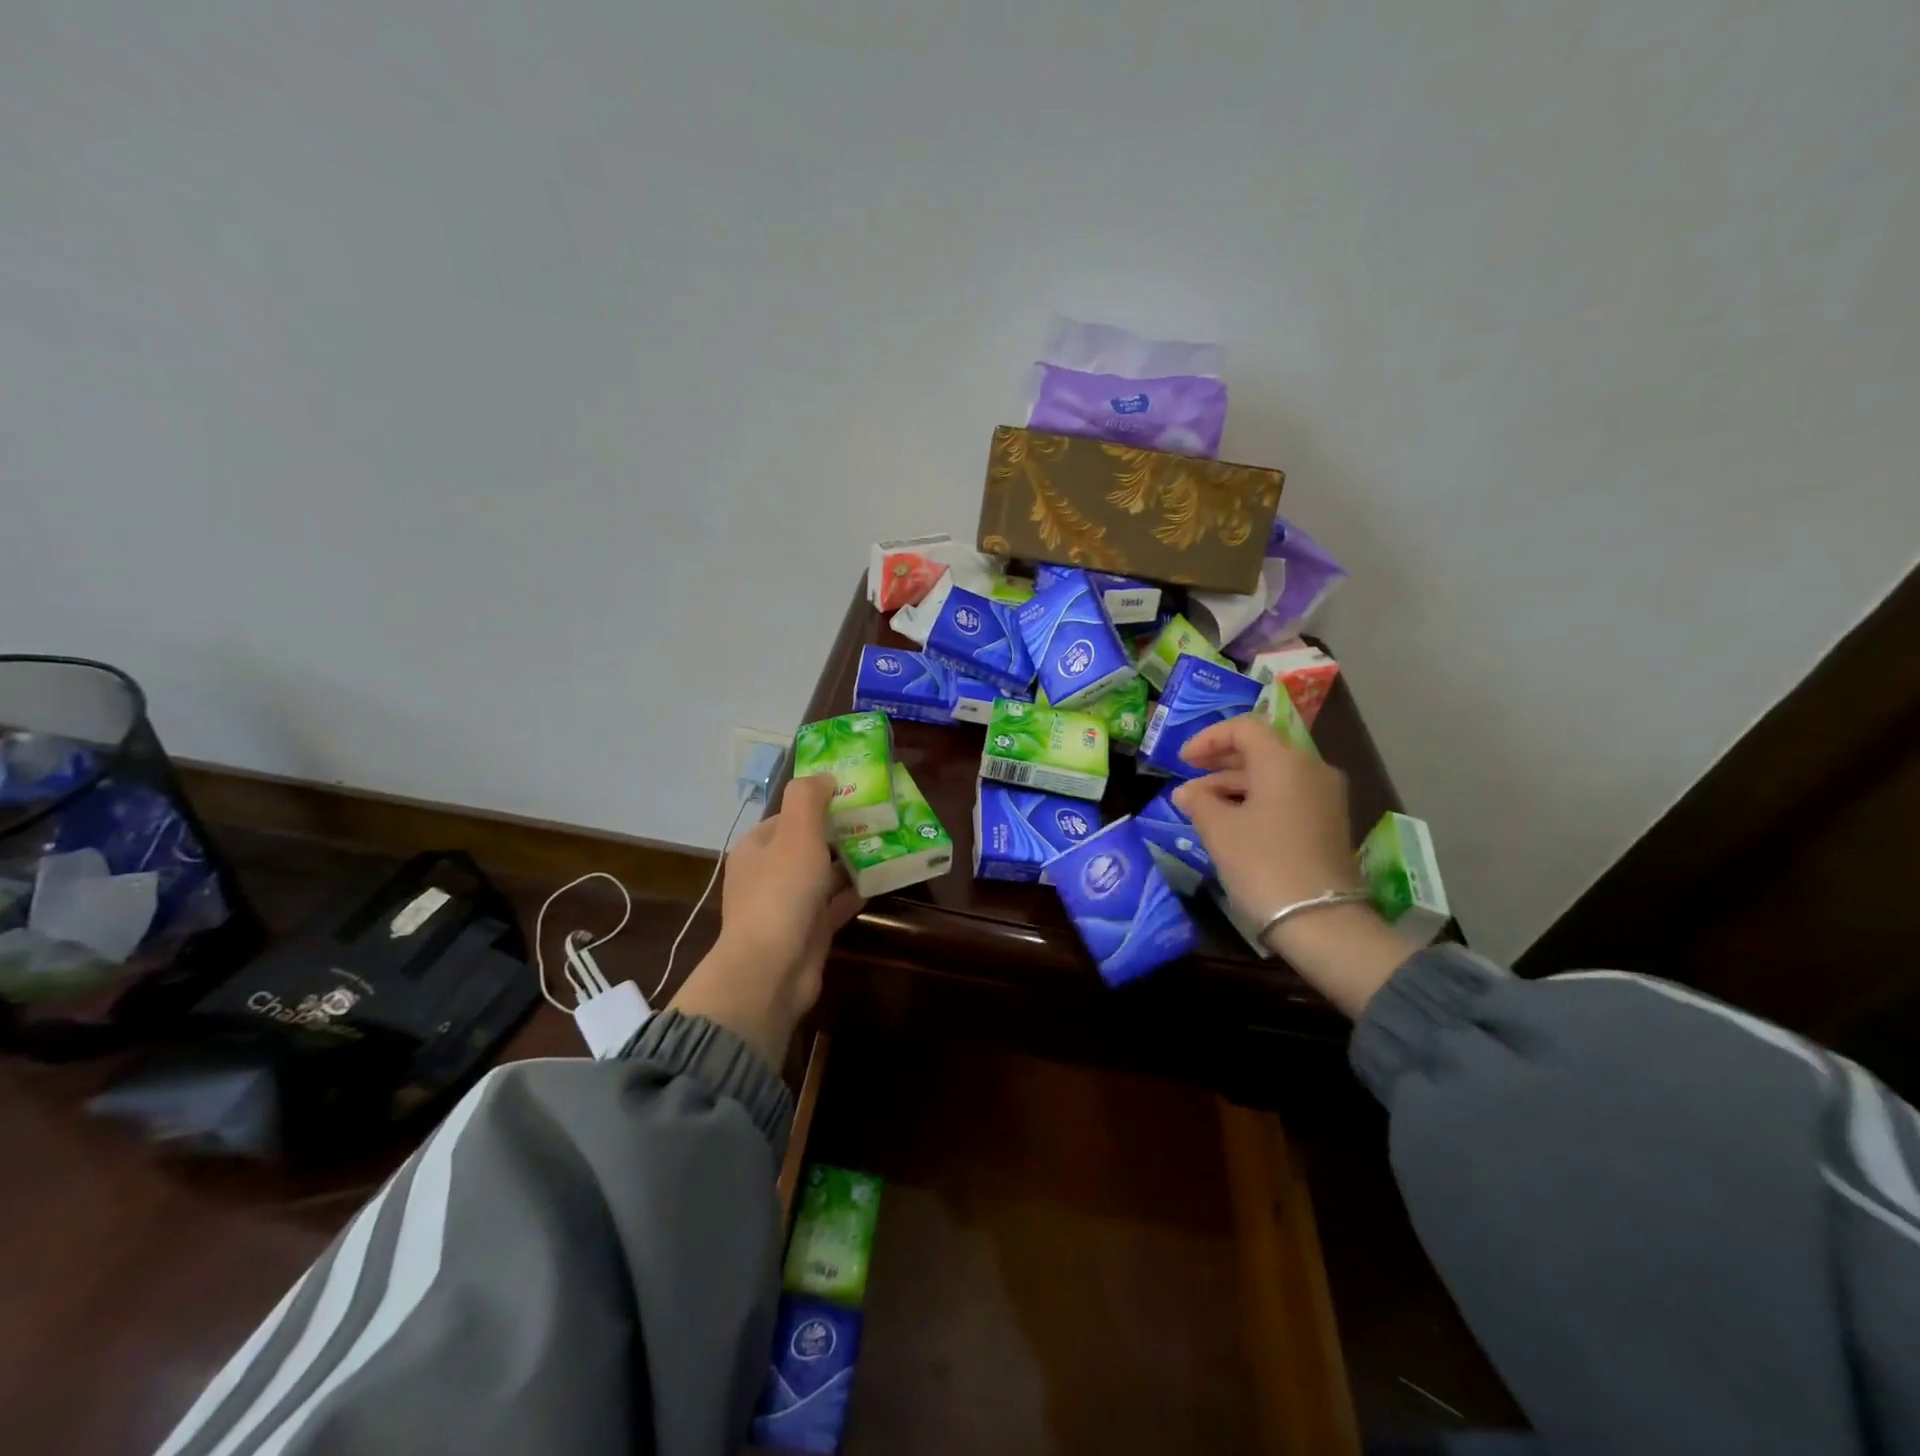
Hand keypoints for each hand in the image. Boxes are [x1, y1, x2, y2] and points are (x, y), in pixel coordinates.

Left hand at [669, 774, 864, 1066]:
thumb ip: (808, 798)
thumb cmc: (782, 893)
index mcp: (757, 847)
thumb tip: (825, 777)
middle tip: (878, 820)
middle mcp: (768, 874)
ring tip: (886, 845)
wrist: (771, 970)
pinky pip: (834, 904)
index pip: (789, 816)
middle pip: (808, 844)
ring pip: (823, 875)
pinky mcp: (807, 931)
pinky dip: (854, 892)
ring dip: (850, 861)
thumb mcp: (796, 833)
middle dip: (840, 832)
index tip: (854, 796)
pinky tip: (879, 881)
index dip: (819, 803)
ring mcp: (787, 906)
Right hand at [1172, 716, 1361, 920]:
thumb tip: (1186, 792)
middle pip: (1261, 749)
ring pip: (1273, 775)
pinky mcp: (1328, 822)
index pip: (1245, 728)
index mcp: (1285, 761)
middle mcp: (1311, 769)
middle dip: (1220, 760)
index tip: (1182, 760)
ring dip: (1235, 783)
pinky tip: (1230, 821)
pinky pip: (1286, 795)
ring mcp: (1324, 797)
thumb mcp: (1220, 830)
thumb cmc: (1263, 864)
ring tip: (1200, 805)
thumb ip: (1199, 801)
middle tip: (1188, 776)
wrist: (1321, 921)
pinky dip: (1256, 799)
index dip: (1209, 738)